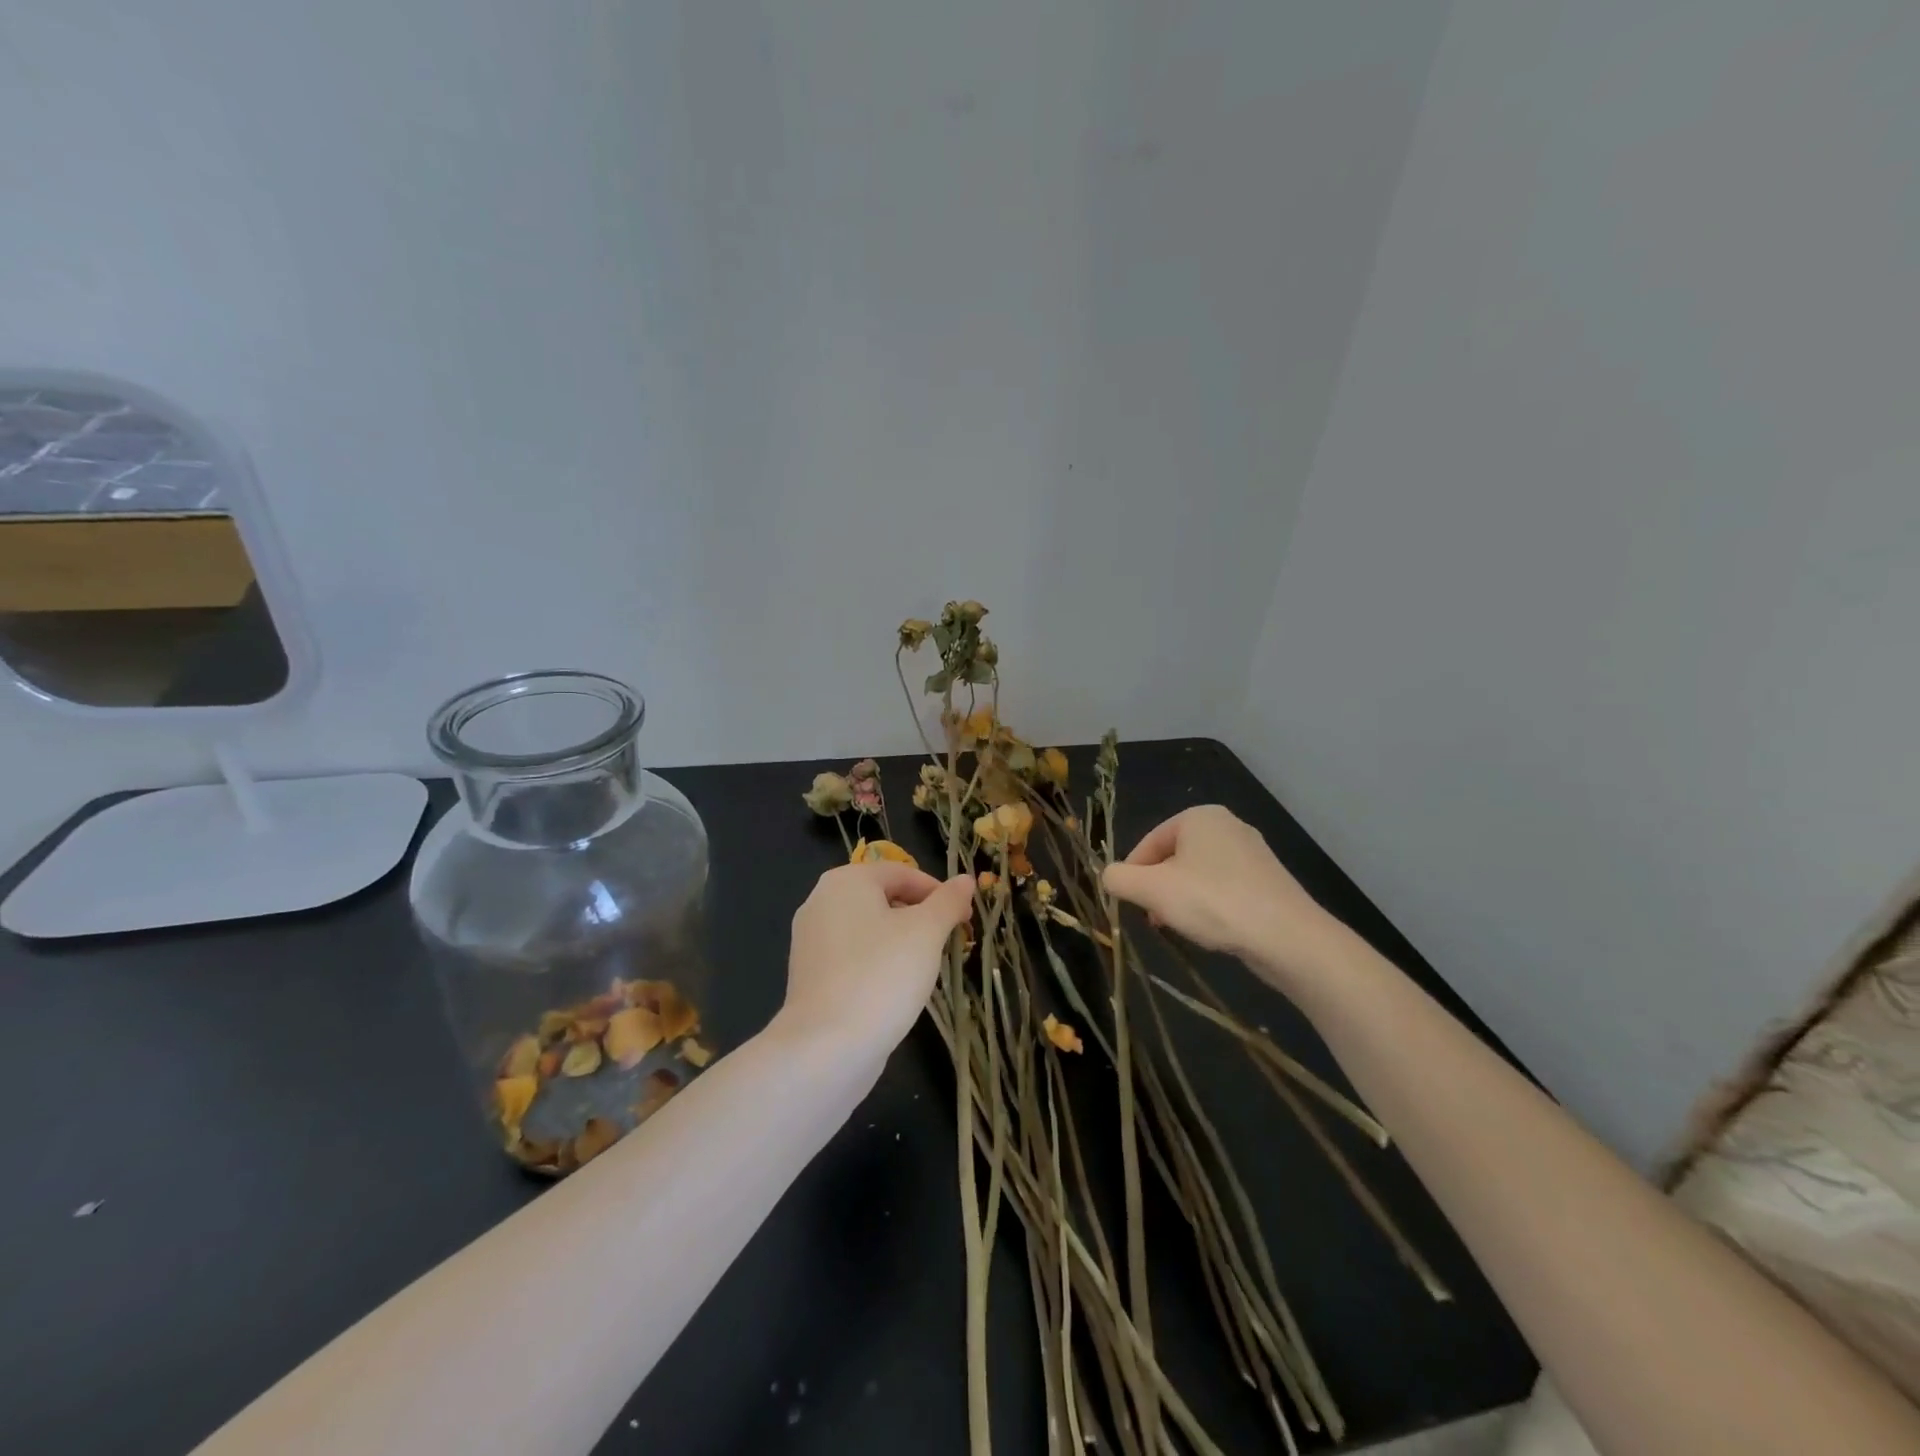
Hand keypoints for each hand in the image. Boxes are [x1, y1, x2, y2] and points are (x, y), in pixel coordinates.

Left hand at [777, 862, 974, 1064]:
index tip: (964, 921)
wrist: (826, 1047)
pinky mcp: (809, 975)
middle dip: (920, 917)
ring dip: (900, 942)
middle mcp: (821, 901)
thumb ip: (948, 902)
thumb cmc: (882, 975)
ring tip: (924, 969)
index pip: (902, 873)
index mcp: (846, 881)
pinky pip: (852, 957)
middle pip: (883, 898)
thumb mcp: (926, 932)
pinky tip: (894, 990)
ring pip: (868, 929)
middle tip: (948, 945)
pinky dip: (877, 964)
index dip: (939, 893)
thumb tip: (965, 880)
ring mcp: (810, 940)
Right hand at [1103, 806, 1341, 987]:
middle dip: (1158, 887)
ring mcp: (1252, 853)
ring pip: (1199, 874)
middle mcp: (1227, 825)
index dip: (1133, 873)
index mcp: (1198, 816)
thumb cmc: (1212, 902)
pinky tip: (1210, 929)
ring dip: (1181, 899)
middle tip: (1151, 917)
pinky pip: (1225, 888)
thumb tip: (1109, 876)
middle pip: (1174, 857)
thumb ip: (1119, 878)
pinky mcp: (1269, 881)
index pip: (1149, 841)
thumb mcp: (1152, 890)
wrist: (1287, 937)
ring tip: (1178, 926)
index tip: (1128, 903)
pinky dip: (1210, 905)